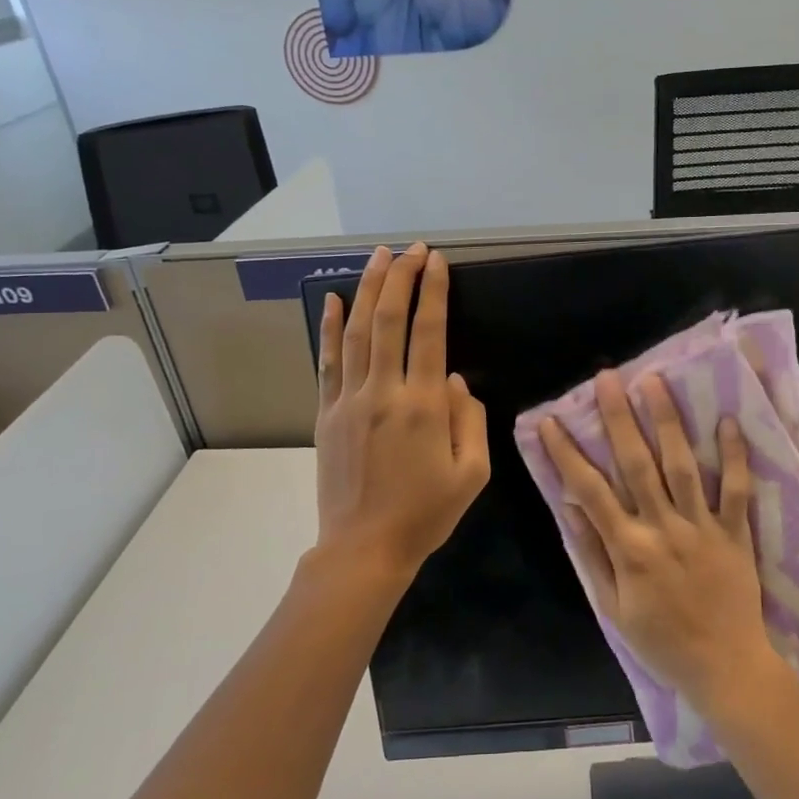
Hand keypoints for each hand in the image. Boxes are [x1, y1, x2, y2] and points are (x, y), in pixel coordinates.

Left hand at [314, 242, 489, 581]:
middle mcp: (384, 393)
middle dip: (401, 278)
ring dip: (367, 289)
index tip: (436, 261)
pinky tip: (329, 298)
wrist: (364, 549)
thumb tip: (455, 379)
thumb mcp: (472, 474)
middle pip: (389, 320)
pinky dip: (328, 327)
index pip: (429, 333)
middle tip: (411, 248)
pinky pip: (327, 361)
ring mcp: (349, 401)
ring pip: (356, 332)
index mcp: (424, 406)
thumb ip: (470, 420)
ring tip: (378, 256)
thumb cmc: (425, 514)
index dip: (433, 292)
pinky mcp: (326, 414)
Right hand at [539, 372, 779, 714]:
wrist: (725, 668)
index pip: (590, 491)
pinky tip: (725, 421)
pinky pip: (736, 490)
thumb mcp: (613, 608)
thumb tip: (570, 507)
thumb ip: (592, 554)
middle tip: (608, 378)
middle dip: (619, 418)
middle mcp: (663, 528)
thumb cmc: (662, 641)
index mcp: (628, 549)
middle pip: (636, 464)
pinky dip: (733, 456)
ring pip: (681, 466)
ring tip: (655, 382)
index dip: (567, 453)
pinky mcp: (735, 532)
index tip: (551, 421)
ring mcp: (702, 528)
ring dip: (667, 422)